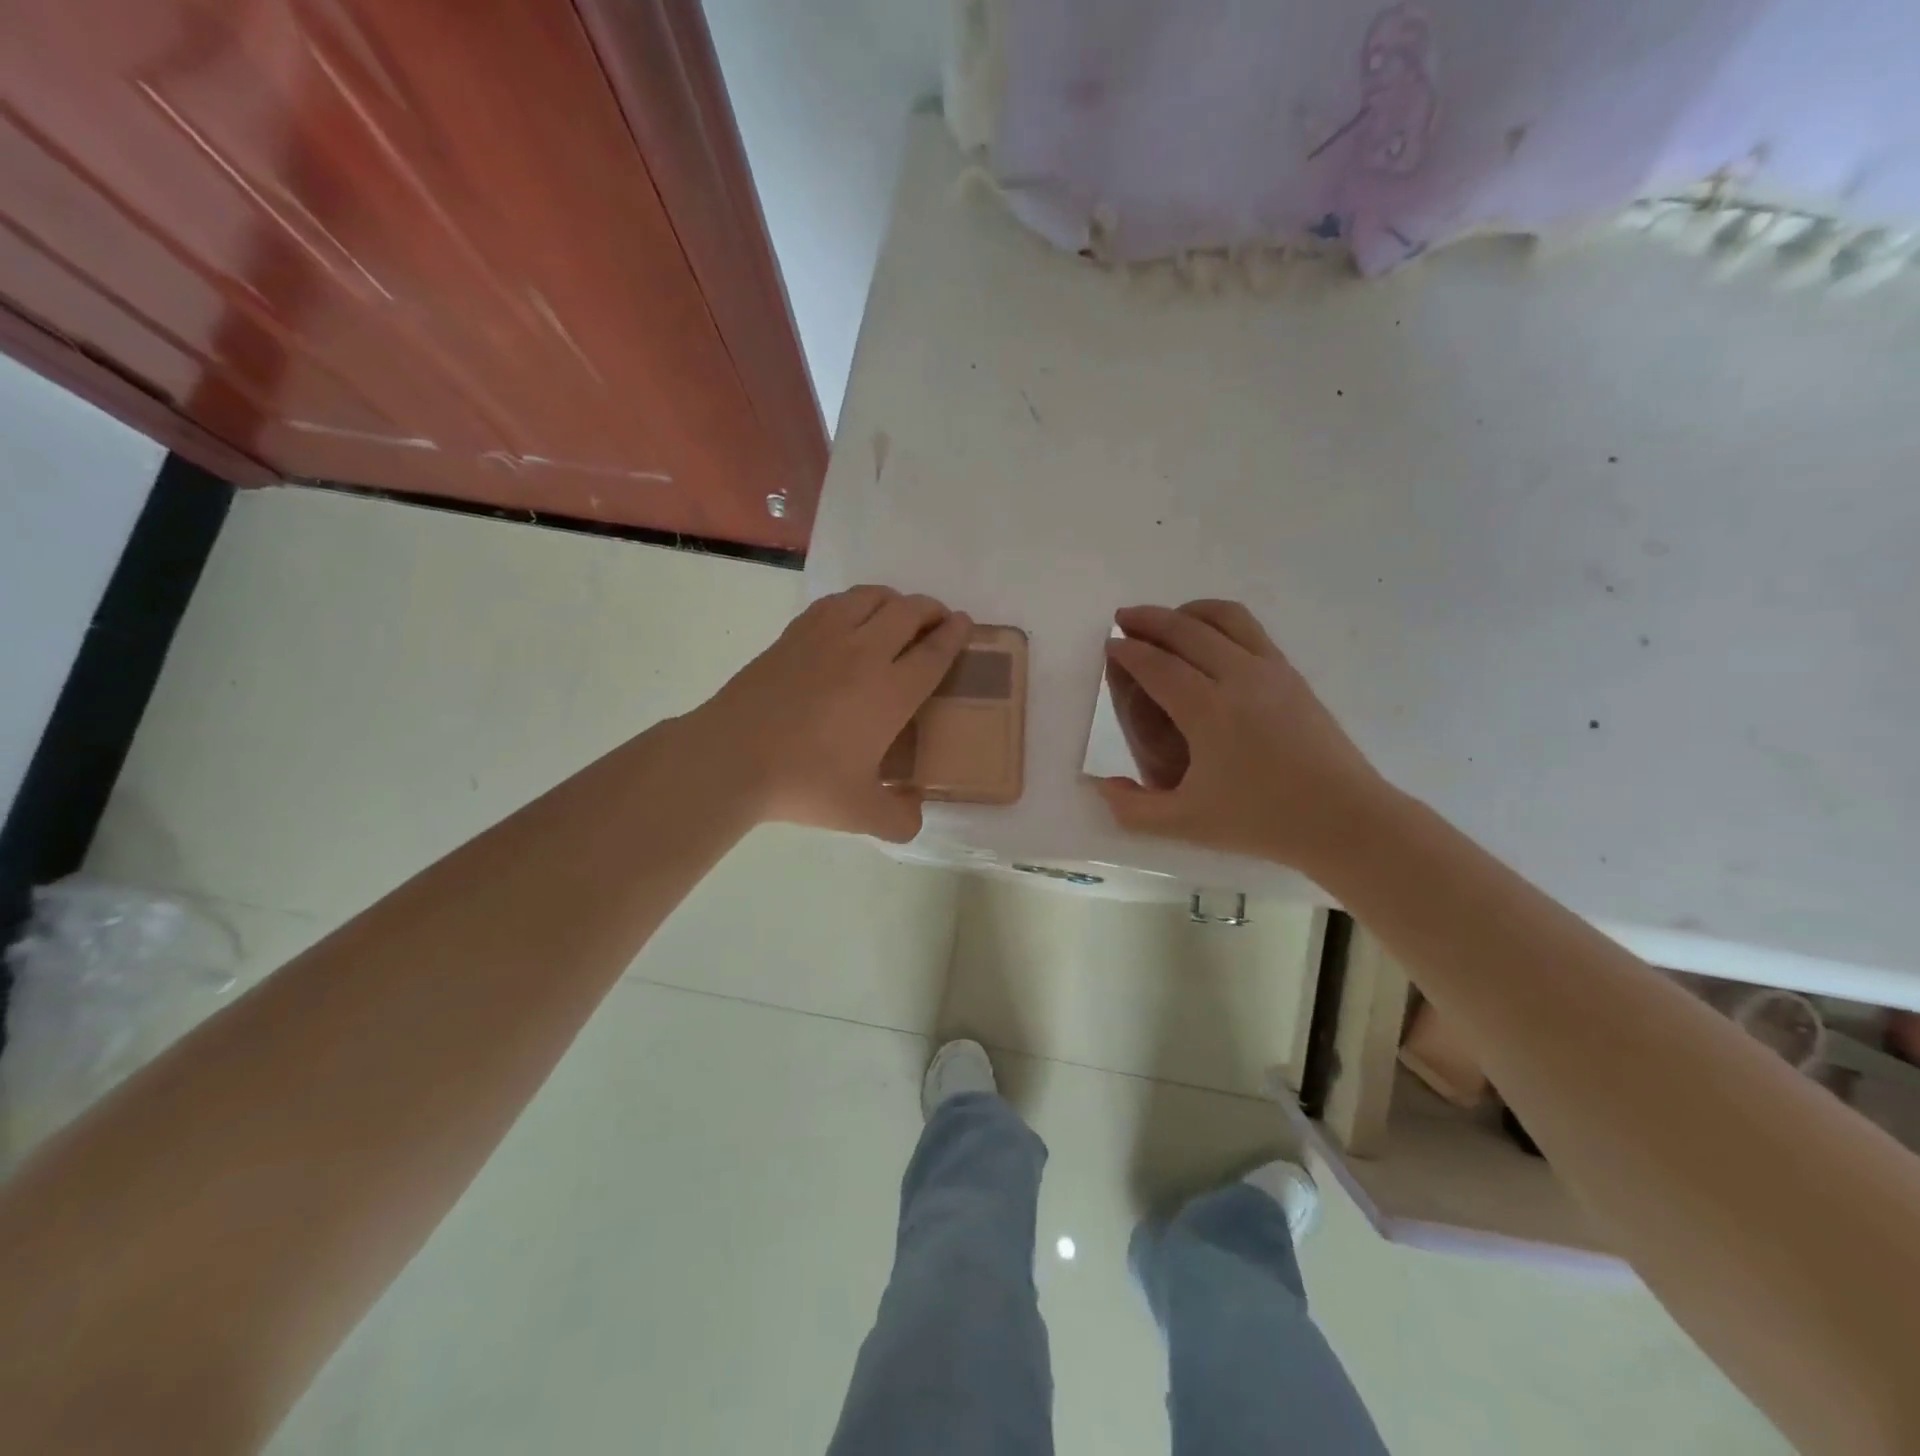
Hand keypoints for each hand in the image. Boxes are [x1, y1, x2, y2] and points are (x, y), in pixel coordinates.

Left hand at [691, 586, 970, 840]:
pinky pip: (835, 603)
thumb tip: (915, 816)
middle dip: (932, 610)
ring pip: (871, 597)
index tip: (965, 624)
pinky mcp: (793, 634)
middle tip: (938, 620)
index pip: (935, 651)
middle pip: (909, 612)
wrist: (733, 757)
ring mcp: (825, 637)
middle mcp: (865, 653)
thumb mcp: (861, 814)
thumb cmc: (804, 782)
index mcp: (891, 692)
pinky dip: (855, 603)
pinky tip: (850, 618)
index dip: (956, 634)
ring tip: (897, 614)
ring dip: (894, 600)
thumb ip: (899, 819)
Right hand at [1093, 600, 1390, 871]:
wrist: (1344, 818)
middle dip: (1149, 619)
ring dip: (1187, 611)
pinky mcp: (1292, 673)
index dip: (1128, 652)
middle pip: (1185, 630)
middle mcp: (1238, 677)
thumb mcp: (1186, 824)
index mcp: (1208, 711)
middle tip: (1124, 619)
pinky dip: (1219, 620)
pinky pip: (1249, 629)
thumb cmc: (1262, 821)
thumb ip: (1133, 809)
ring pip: (1223, 617)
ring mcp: (1270, 670)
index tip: (1110, 645)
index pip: (1157, 665)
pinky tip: (1209, 638)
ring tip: (1166, 619)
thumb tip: (1101, 785)